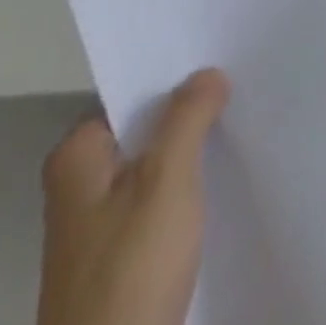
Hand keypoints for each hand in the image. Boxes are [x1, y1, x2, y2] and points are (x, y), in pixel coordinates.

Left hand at [29, 69, 230, 324]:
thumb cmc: (129, 270)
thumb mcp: (166, 177)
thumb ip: (189, 116)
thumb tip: (208, 74)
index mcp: (78, 159)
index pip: (130, 94)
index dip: (173, 75)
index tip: (218, 55)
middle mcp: (85, 188)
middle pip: (147, 131)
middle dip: (191, 113)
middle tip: (243, 80)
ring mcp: (107, 228)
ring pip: (161, 170)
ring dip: (197, 154)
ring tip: (247, 119)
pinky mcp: (131, 262)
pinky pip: (169, 208)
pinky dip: (196, 194)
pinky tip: (233, 178)